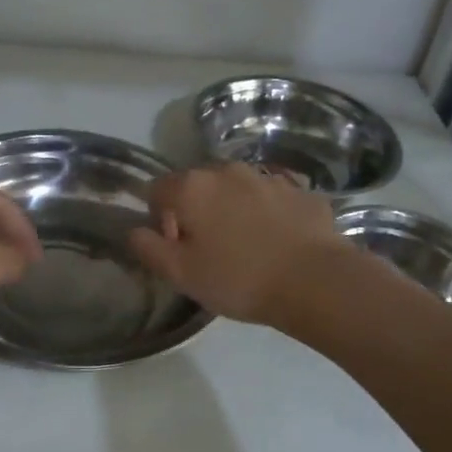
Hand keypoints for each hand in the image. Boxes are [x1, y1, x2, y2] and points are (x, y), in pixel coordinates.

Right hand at [128, 163, 345, 324]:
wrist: (316, 280)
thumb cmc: (239, 279)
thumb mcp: (182, 274)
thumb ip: (149, 248)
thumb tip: (135, 230)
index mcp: (192, 187)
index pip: (157, 189)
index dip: (159, 218)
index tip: (175, 246)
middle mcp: (226, 171)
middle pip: (197, 185)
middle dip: (196, 210)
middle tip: (209, 249)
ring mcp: (267, 177)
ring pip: (236, 189)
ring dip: (232, 209)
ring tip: (246, 245)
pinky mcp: (300, 190)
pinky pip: (271, 198)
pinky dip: (267, 213)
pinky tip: (277, 241)